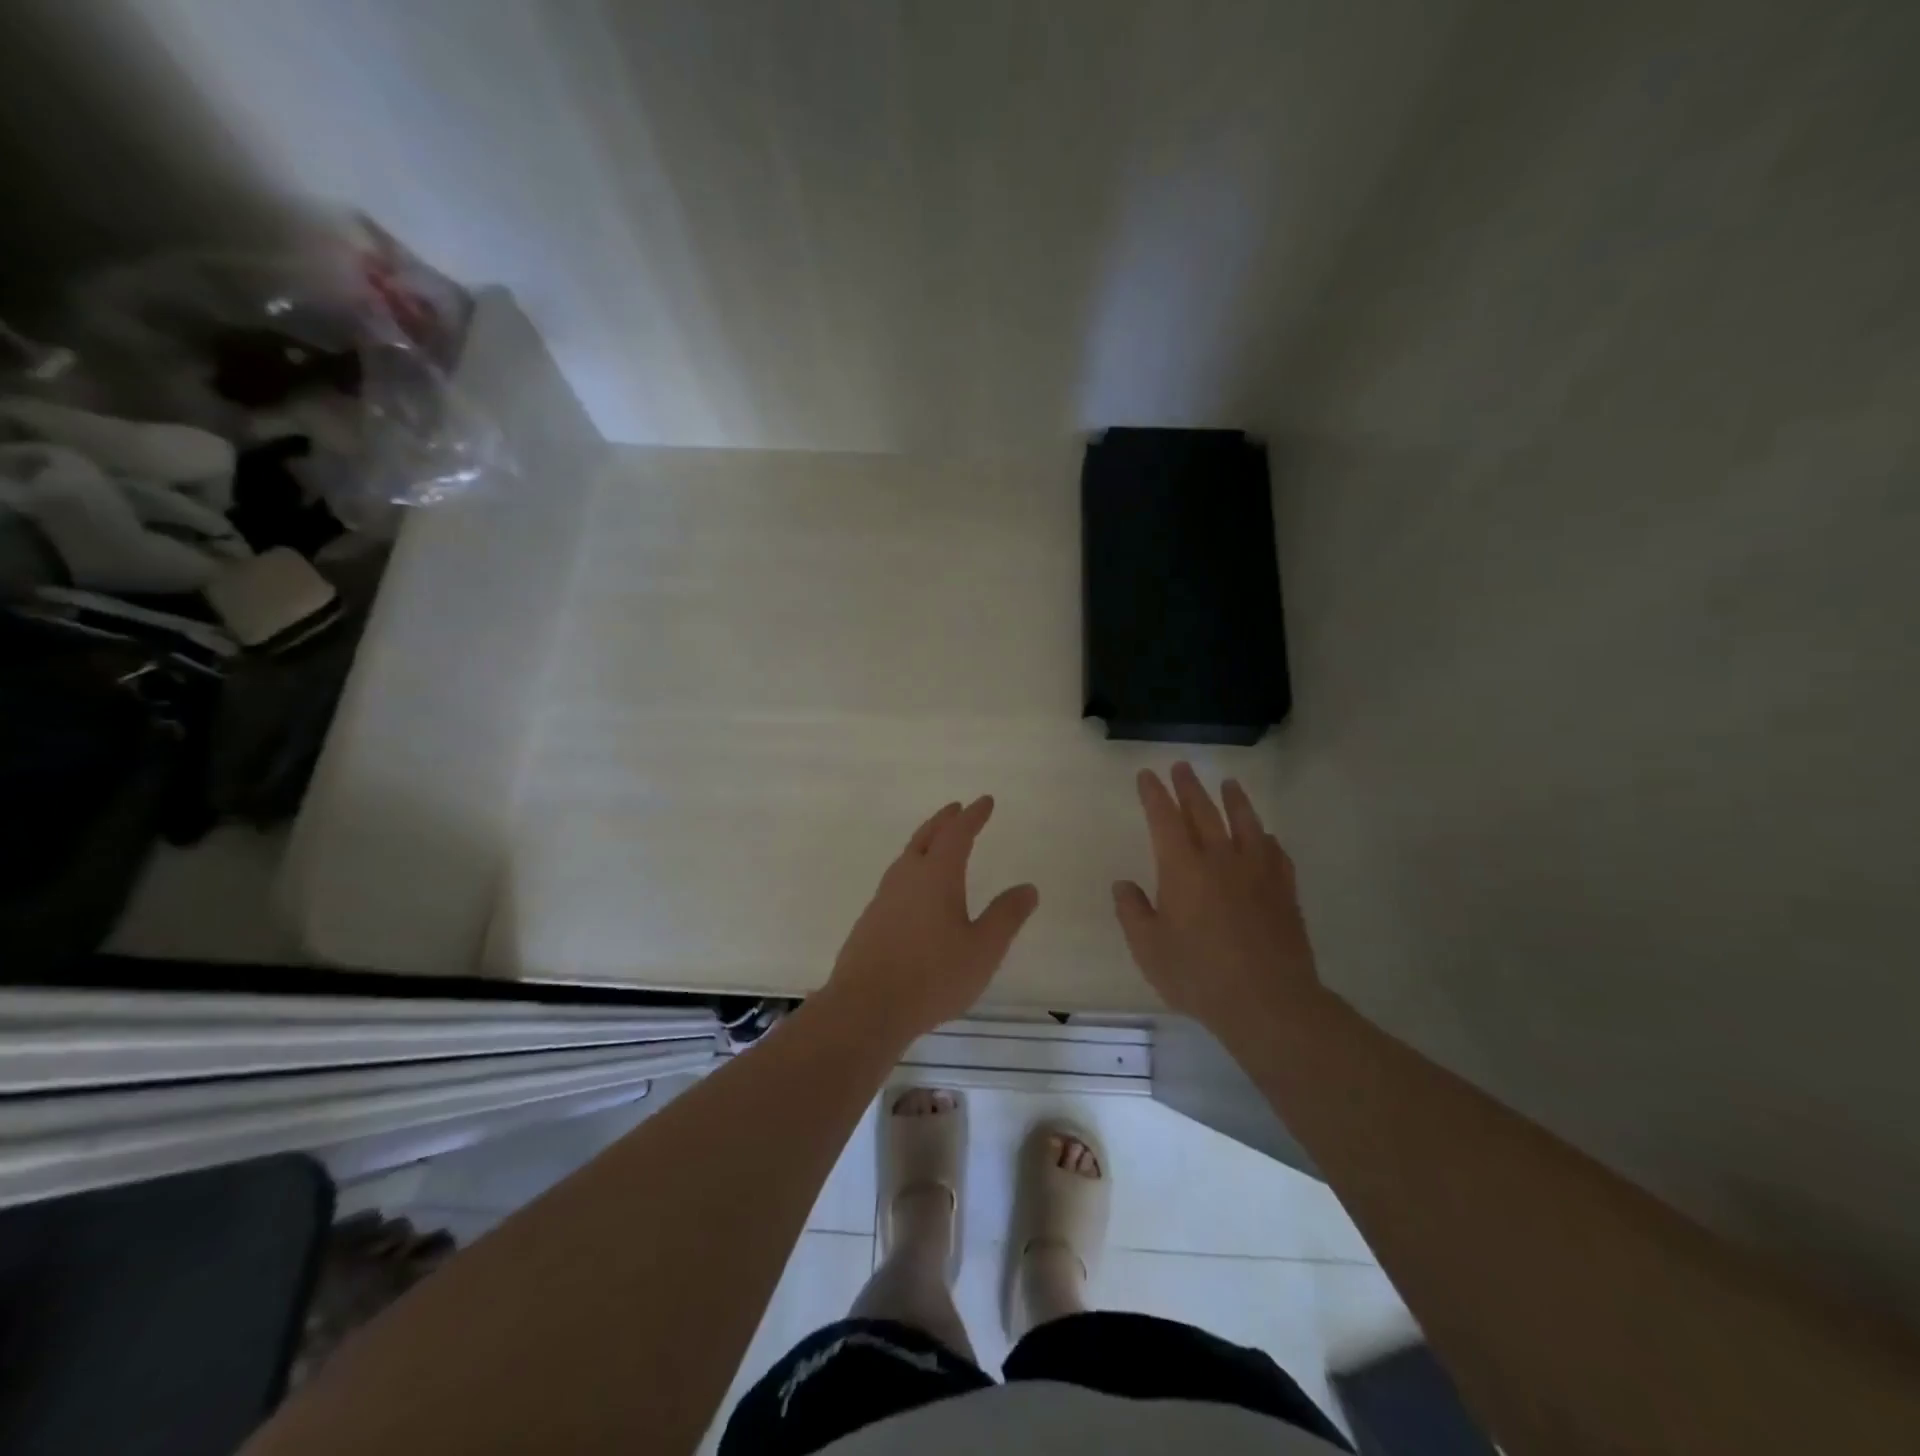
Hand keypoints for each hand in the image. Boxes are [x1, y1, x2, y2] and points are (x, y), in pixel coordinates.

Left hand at [824, 796, 1038, 1042]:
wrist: (866, 1007)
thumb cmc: (933, 976)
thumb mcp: (983, 949)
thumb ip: (1006, 916)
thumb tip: (1028, 888)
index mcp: (936, 875)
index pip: (957, 834)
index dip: (973, 816)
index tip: (985, 801)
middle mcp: (907, 877)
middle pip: (926, 837)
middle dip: (944, 821)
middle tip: (957, 809)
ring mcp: (884, 897)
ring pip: (906, 857)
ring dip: (925, 842)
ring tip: (936, 844)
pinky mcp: (871, 920)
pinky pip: (896, 880)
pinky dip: (911, 869)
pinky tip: (914, 891)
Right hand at [1113, 764, 1327, 1032]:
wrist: (1267, 1001)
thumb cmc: (1198, 975)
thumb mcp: (1149, 948)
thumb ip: (1133, 912)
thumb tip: (1124, 885)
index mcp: (1182, 868)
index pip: (1164, 818)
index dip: (1153, 794)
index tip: (1147, 775)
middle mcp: (1219, 858)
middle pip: (1203, 811)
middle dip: (1189, 787)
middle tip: (1181, 766)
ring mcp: (1257, 872)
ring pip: (1245, 823)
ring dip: (1234, 800)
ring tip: (1228, 783)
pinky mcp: (1283, 891)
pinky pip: (1276, 853)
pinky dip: (1267, 839)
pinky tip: (1266, 837)